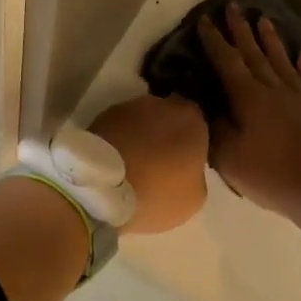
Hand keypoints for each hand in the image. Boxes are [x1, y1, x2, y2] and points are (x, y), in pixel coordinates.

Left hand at [88, 93, 209, 233]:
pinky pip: (119, 126)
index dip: (191, 141)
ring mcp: (129, 106)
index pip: (198, 123)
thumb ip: (195, 171)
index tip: (185, 160)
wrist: (104, 186)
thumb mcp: (194, 196)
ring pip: (142, 119)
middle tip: (160, 160)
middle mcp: (162, 104)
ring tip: (133, 161)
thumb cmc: (158, 192)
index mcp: (192, 120)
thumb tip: (186, 166)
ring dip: (140, 134)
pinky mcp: (102, 114)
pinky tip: (116, 159)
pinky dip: (120, 138)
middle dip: (165, 133)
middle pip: (168, 116)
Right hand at [197, 1, 300, 232]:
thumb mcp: (231, 158)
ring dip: (271, 40)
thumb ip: (213, 129)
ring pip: (282, 61)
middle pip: (255, 53)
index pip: (227, 61)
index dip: (215, 40)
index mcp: (249, 98)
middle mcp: (275, 89)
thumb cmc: (274, 175)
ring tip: (264, 19)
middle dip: (241, 30)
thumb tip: (201, 105)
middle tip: (234, 6)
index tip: (205, 19)